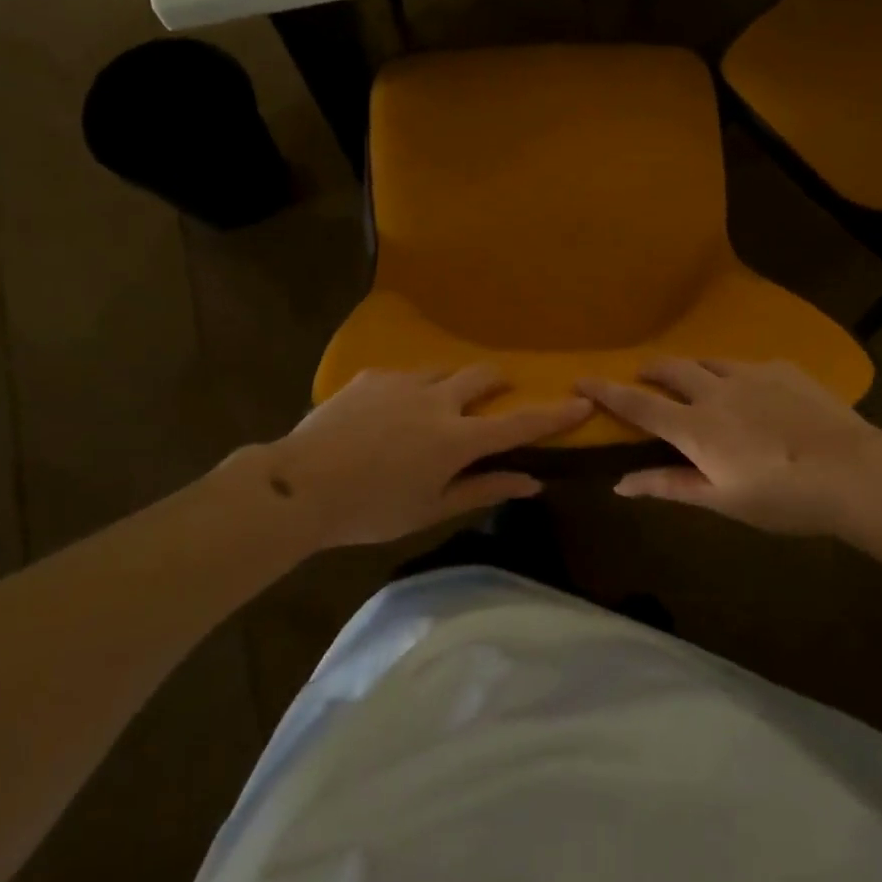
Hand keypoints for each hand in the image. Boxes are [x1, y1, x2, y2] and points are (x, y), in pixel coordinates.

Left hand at [256, 366, 591, 549]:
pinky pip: (404, 376)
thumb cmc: (370, 510)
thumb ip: (483, 489)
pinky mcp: (372, 376)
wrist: (300, 485)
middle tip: (493, 397)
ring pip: (443, 371)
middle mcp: (437, 400)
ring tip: (433, 410)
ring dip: (452, 386)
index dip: (553, 414)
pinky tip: (387, 415)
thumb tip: (531, 481)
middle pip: (483, 377)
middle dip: (497, 383)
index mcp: (456, 439)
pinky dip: (411, 392)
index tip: (581, 402)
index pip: (518, 423)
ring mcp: (403, 382)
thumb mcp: (430, 509)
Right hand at [577, 359, 881, 536]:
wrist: (853, 471)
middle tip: (645, 376)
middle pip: (671, 369)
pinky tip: (755, 392)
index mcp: (695, 427)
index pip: (637, 405)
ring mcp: (751, 374)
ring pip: (708, 361)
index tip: (580, 379)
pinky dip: (737, 375)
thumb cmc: (782, 498)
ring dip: (693, 369)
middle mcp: (715, 391)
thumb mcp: (722, 501)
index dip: (605, 392)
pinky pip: (748, 365)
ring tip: (696, 380)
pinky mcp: (783, 368)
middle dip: (651, 370)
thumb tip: (620, 483)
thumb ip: (669, 486)